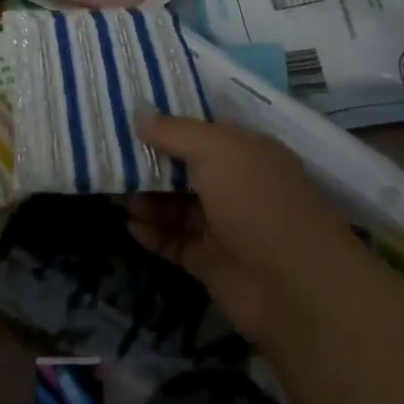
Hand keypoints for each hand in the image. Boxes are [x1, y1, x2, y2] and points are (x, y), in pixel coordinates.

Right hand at [128, 114, 347, 343]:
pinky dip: (152, 233)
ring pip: (176, 206)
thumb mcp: (215, 150)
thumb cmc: (257, 202)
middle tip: (107, 156)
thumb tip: (138, 113)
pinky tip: (127, 224)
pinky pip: (174, 241)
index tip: (125, 118)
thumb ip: (174, 131)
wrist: (296, 289)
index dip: (166, 124)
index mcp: (246, 152)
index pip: (201, 131)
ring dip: (145, 198)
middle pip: (185, 168)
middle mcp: (237, 185)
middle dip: (149, 163)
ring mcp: (224, 226)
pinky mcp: (211, 262)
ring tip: (111, 191)